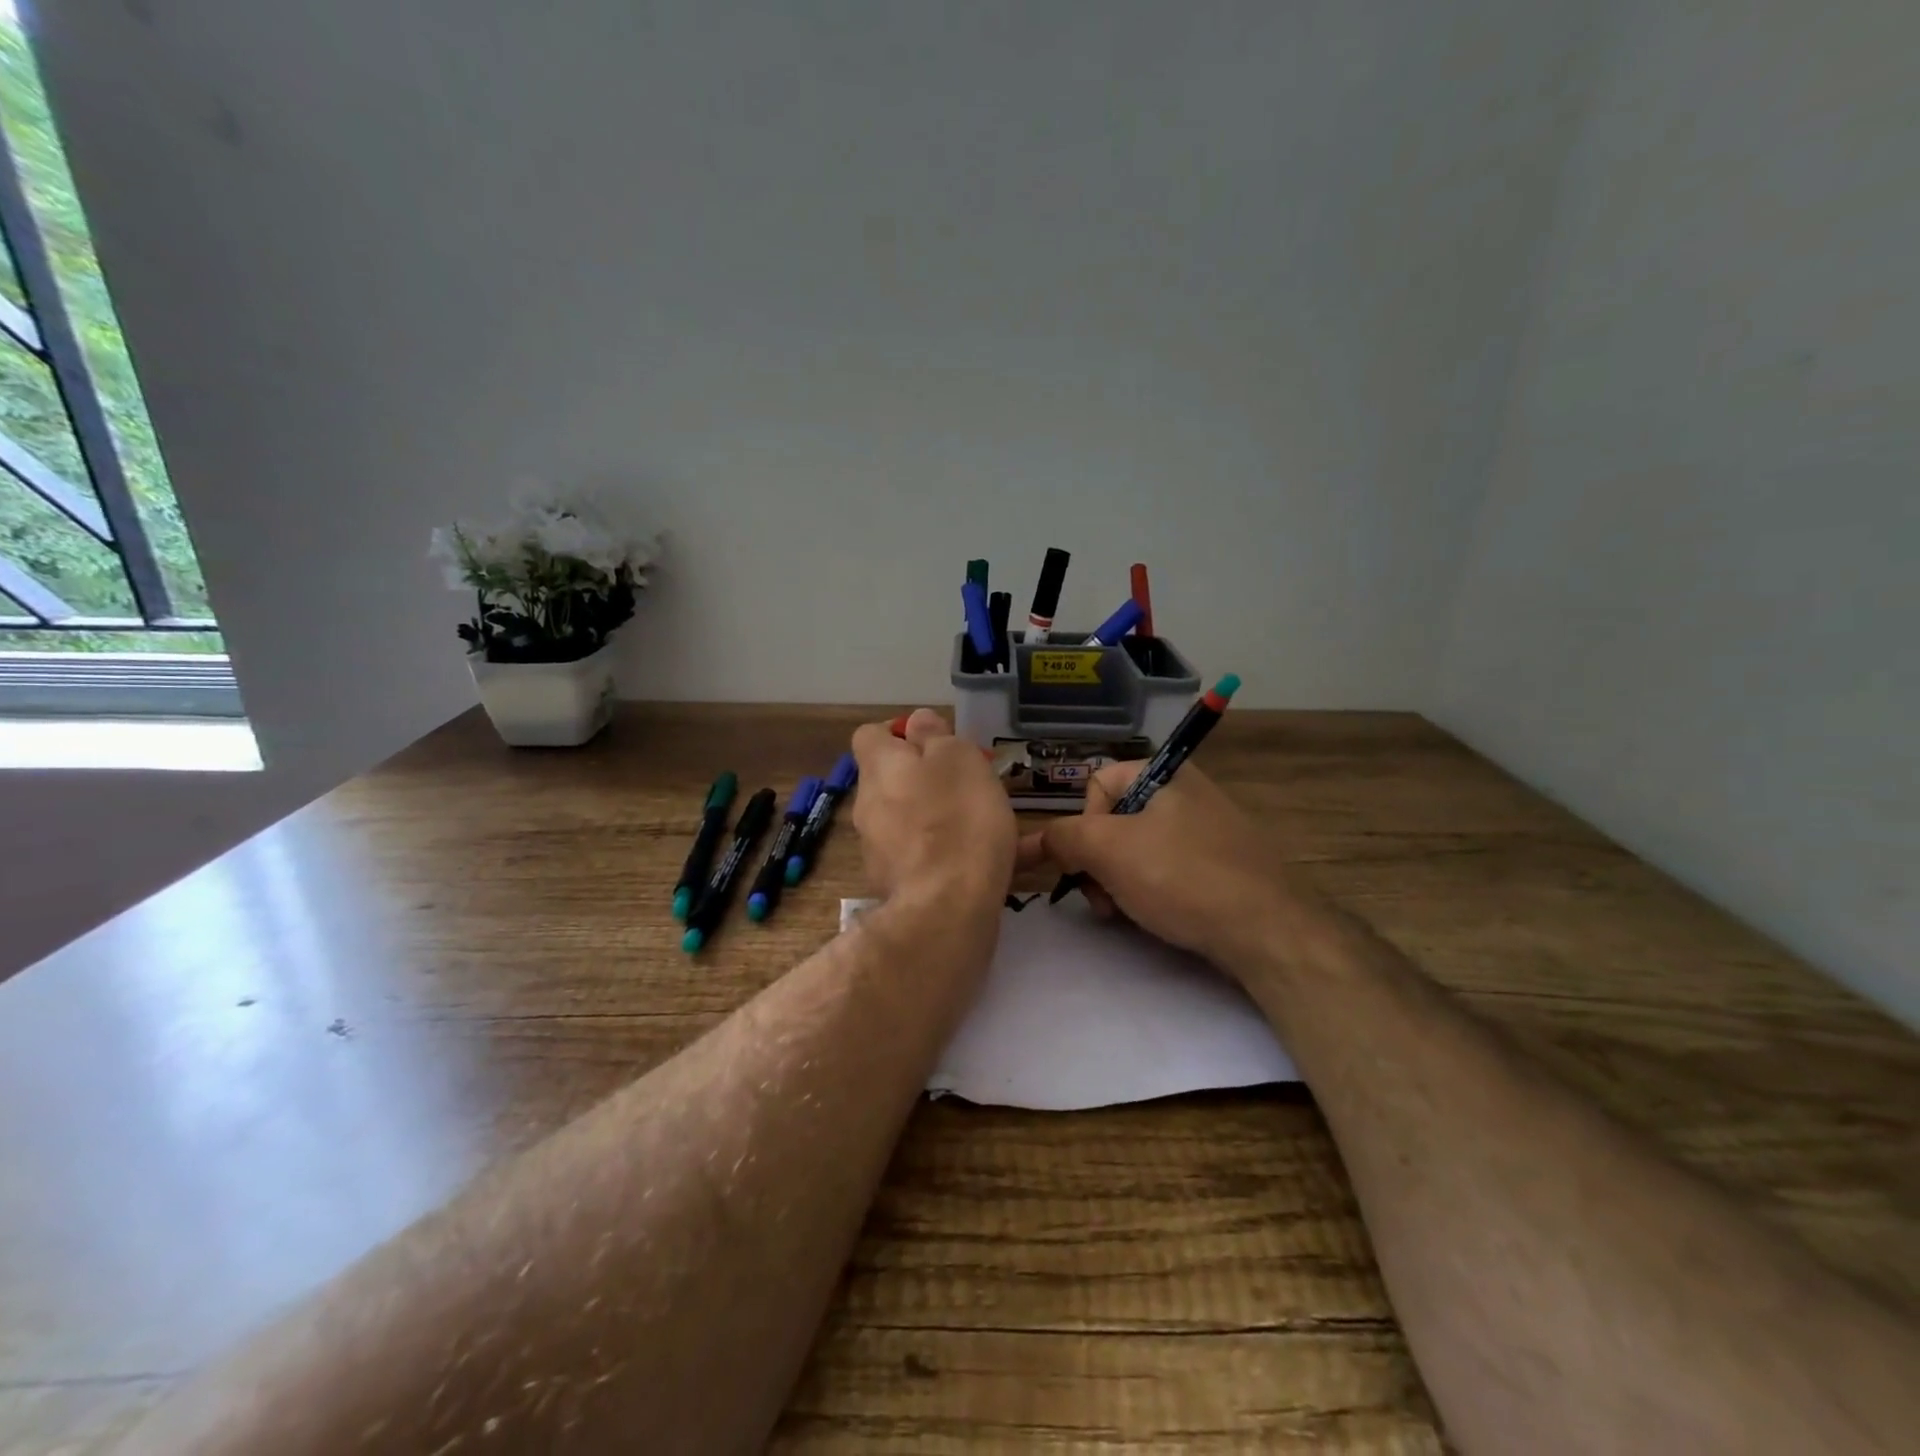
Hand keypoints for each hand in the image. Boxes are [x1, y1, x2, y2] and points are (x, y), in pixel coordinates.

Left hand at [850, 708, 1015, 907]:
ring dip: (941, 817)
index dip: (900, 733)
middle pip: (892, 780)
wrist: (946, 910)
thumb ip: (936, 736)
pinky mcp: (898, 886)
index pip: (870, 735)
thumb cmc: (957, 818)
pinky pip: (927, 858)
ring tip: (989, 823)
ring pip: (910, 821)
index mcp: (880, 768)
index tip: (936, 741)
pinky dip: (954, 854)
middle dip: (927, 778)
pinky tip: (1001, 862)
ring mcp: (879, 850)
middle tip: (970, 782)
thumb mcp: (957, 758)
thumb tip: (917, 722)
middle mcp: (869, 806)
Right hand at [1018, 761, 1292, 966]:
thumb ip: (1063, 837)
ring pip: (1138, 849)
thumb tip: (1039, 841)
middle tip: (1102, 898)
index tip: (1088, 863)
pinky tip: (1154, 916)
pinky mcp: (1221, 864)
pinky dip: (1151, 890)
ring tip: (1124, 912)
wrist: (1266, 931)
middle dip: (1098, 861)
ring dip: (1118, 880)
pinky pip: (1168, 868)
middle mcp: (1188, 792)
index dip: (1083, 825)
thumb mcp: (1108, 850)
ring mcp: (1208, 829)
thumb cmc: (1181, 877)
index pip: (1097, 785)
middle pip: (1115, 820)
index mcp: (1165, 773)